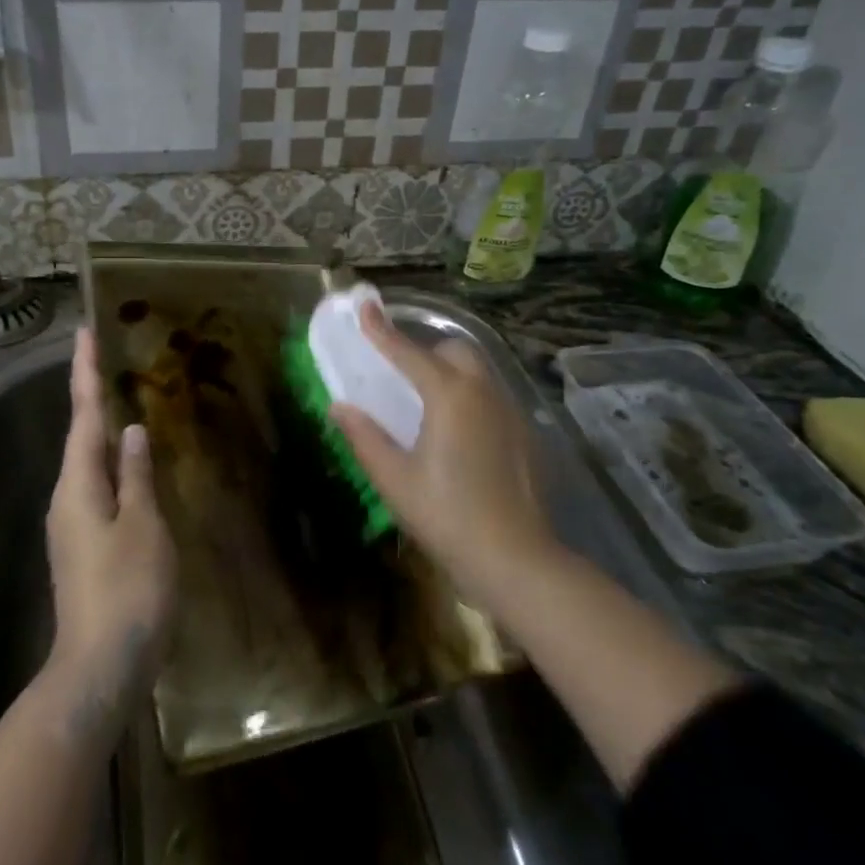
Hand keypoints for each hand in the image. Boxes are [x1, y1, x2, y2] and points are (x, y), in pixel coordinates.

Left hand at [45, 328, 177, 722]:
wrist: (100, 666)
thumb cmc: (128, 590)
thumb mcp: (143, 526)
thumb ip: (137, 476)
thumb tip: (130, 431)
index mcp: (78, 484)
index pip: (83, 415)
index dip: (86, 372)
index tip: (85, 332)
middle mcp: (67, 497)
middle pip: (79, 435)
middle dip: (90, 394)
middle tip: (104, 358)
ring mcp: (72, 524)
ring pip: (87, 463)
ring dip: (99, 428)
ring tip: (118, 399)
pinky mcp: (84, 545)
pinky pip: (97, 488)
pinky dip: (110, 464)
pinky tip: (127, 465)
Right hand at [329, 302, 560, 615]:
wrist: (514, 558)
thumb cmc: (445, 515)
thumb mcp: (394, 478)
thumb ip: (365, 436)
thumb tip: (340, 407)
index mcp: (449, 396)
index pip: (408, 353)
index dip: (382, 331)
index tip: (365, 306)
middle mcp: (484, 393)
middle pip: (455, 352)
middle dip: (426, 352)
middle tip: (402, 375)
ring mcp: (510, 412)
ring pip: (479, 373)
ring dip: (451, 374)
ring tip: (428, 405)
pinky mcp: (524, 435)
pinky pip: (493, 398)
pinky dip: (471, 399)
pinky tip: (460, 435)